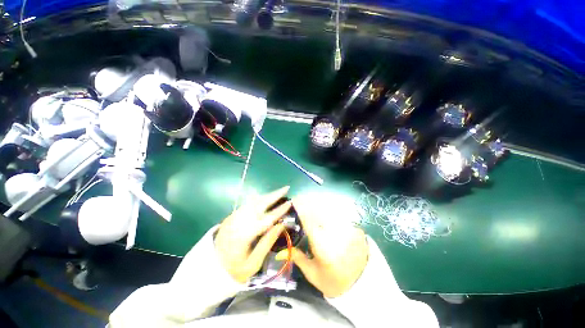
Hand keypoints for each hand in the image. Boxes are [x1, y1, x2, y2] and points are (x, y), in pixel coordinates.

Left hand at [215, 186, 291, 283]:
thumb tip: (281, 225)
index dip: (279, 210)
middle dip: (274, 195)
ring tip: (278, 191)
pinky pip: (246, 204)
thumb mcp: (254, 263)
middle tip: (286, 188)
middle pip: (259, 205)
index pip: (266, 219)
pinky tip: (265, 197)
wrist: (209, 270)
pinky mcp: (230, 217)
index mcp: (244, 236)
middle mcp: (238, 223)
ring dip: (267, 195)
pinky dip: (258, 199)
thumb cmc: (234, 270)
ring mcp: (232, 218)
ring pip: (252, 202)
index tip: (290, 202)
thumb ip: (267, 242)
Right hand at [277, 194, 368, 297]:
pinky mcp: (355, 228)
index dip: (301, 207)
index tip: (294, 199)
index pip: (308, 219)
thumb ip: (297, 257)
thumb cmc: (333, 280)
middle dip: (309, 202)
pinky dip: (330, 210)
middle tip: (301, 198)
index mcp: (322, 244)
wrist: (361, 284)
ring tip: (312, 201)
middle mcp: (334, 233)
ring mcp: (347, 229)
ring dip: (319, 204)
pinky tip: (325, 210)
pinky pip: (340, 214)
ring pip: (330, 210)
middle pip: (320, 210)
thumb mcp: (312, 273)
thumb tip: (280, 252)